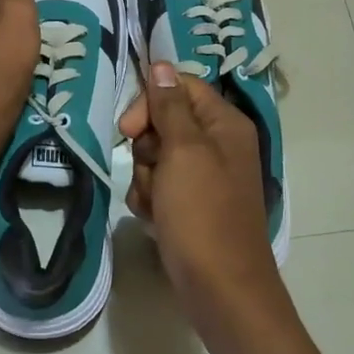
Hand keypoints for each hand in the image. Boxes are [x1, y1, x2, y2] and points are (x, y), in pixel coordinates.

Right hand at [119, 63, 280, 316]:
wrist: (221, 290)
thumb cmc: (203, 214)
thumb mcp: (184, 152)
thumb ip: (170, 106)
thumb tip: (161, 64)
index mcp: (225, 123)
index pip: (180, 87)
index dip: (150, 102)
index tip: (129, 129)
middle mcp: (219, 144)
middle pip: (165, 122)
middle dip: (147, 148)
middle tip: (151, 171)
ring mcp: (206, 177)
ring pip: (157, 157)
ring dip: (146, 178)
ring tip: (157, 204)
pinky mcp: (192, 204)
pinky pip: (160, 186)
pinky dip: (152, 200)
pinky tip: (157, 220)